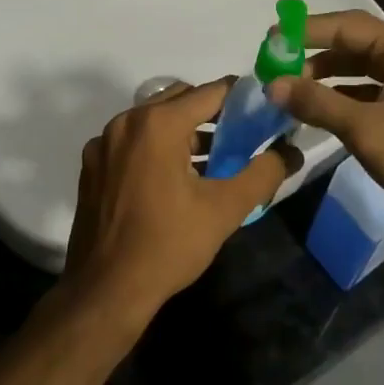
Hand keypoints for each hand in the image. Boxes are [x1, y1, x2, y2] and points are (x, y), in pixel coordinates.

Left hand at [63, 80, 297, 327]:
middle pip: (179, 98)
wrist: (106, 292)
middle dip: (211, 112)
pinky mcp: (92, 164)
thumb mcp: (225, 209)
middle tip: (239, 135)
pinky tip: (171, 178)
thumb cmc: (168, 245)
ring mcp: (104, 142)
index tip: (262, 110)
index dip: (240, 97)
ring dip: (183, 129)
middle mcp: (126, 121)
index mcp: (158, 123)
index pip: (210, 92)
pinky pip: (132, 139)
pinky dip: (155, 146)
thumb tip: (291, 152)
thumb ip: (263, 174)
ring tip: (211, 159)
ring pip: (154, 118)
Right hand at [267, 11, 383, 232]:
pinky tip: (316, 104)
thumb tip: (273, 84)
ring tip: (288, 84)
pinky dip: (341, 90)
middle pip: (350, 39)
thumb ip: (318, 103)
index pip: (344, 26)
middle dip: (312, 50)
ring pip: (357, 62)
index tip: (269, 40)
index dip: (304, 32)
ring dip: (325, 72)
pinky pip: (367, 83)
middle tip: (274, 60)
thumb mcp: (365, 130)